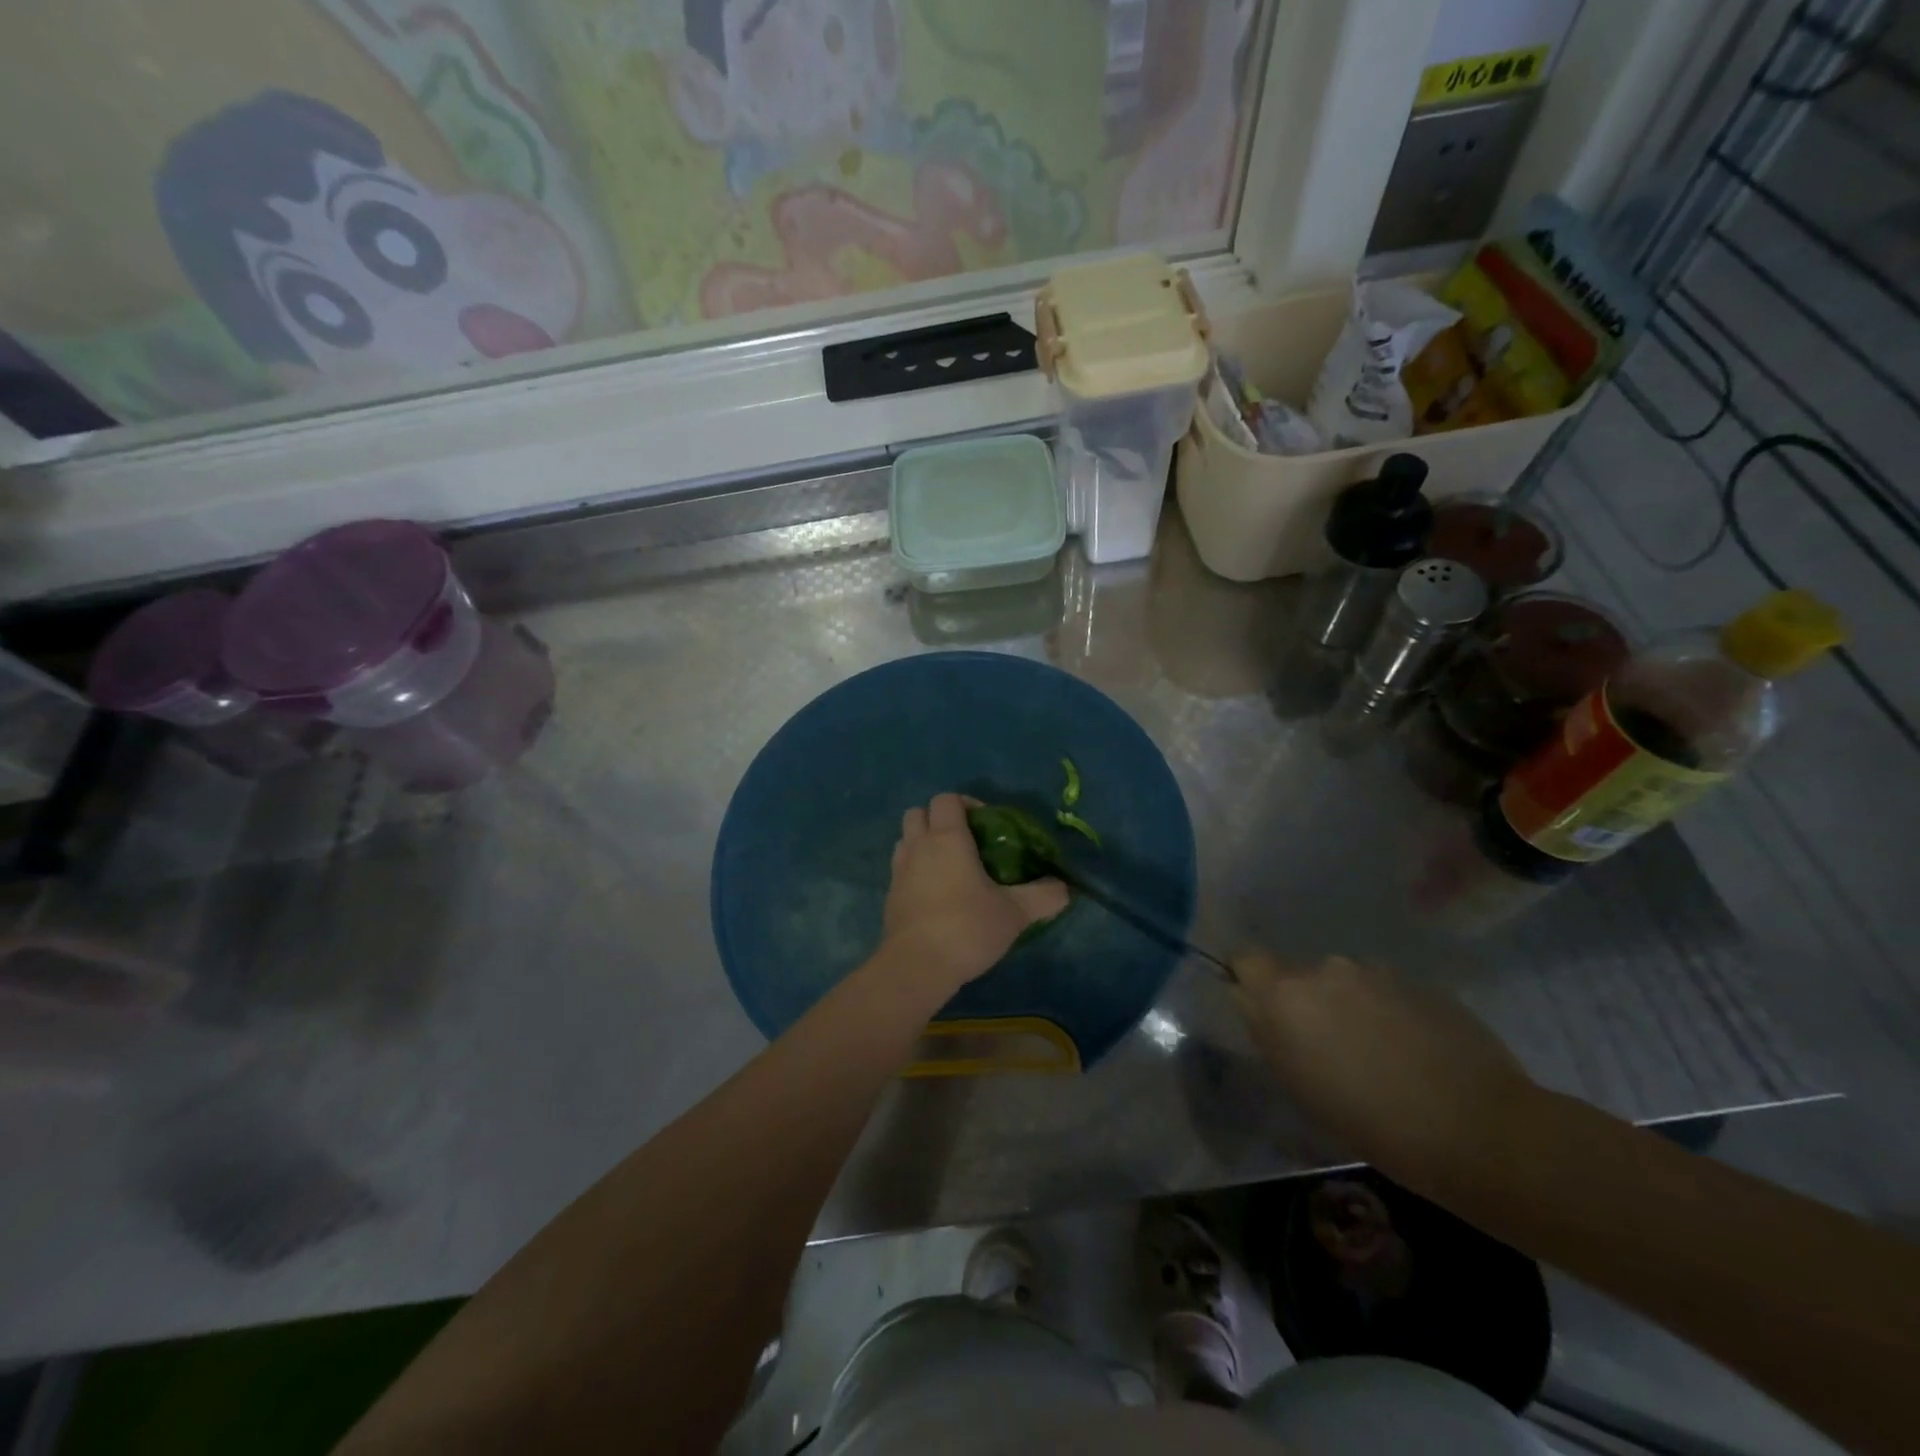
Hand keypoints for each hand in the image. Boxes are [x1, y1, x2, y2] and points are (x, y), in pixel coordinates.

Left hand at [881, 793, 1068, 991]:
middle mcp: (918, 847)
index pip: (946, 799)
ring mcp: (898, 871)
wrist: (917, 966)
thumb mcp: (1015, 913)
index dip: (966, 803)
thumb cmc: (966, 927)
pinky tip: (936, 896)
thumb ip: (1043, 896)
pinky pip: (900, 870)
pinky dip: (915, 872)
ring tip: (949, 868)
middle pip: (918, 813)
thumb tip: (1064, 888)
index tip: (987, 825)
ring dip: (923, 844)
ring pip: (905, 840)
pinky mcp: (890, 897)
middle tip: (965, 842)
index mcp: (947, 838)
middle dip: (938, 820)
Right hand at [1232, 953, 1537, 1184]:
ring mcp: (1374, 971)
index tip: (1264, 1013)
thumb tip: (1256, 1007)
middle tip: (1327, 1048)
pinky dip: (1388, 1012)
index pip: (1245, 960)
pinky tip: (1414, 1052)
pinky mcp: (1418, 981)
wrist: (1481, 1130)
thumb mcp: (1300, 1086)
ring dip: (1349, 1006)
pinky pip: (1384, 991)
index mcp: (1285, 995)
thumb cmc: (1373, 1125)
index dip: (1250, 982)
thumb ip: (1271, 1034)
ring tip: (1379, 1054)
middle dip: (1306, 1002)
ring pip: (1343, 982)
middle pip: (1297, 974)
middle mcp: (1323, 970)